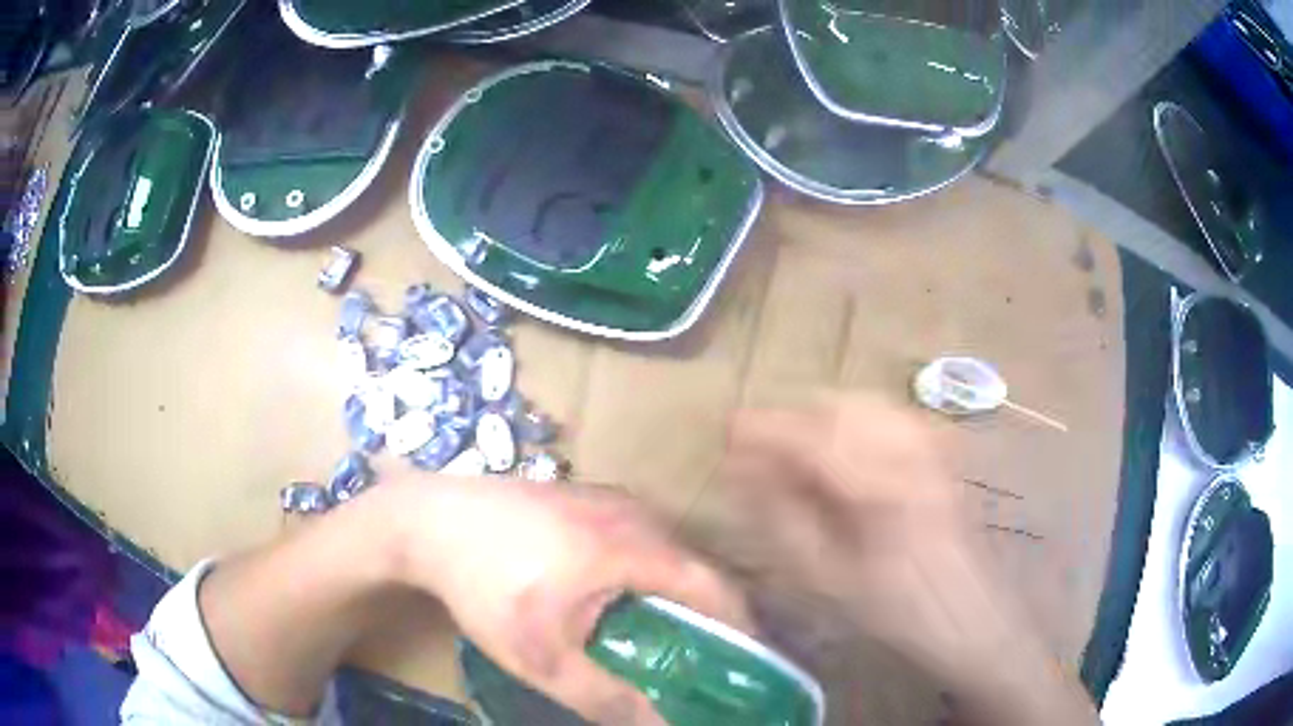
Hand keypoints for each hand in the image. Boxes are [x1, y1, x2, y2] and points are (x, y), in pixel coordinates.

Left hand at [388, 478, 751, 724]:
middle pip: (691, 564)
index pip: (712, 585)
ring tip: (665, 632)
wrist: (426, 520)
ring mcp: (603, 496)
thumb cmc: (483, 586)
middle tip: (704, 655)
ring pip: (661, 547)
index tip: (746, 659)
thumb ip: (603, 696)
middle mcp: (629, 511)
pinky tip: (616, 596)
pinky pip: (634, 534)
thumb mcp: (540, 655)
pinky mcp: (580, 496)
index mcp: (631, 545)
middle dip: (706, 611)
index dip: (738, 623)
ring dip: (673, 589)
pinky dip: (644, 569)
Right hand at [719, 395, 1095, 723]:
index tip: (727, 429)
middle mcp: (910, 451)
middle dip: (792, 416)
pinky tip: (844, 447)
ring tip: (795, 446)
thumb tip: (742, 473)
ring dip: (823, 415)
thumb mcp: (827, 579)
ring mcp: (932, 445)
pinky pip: (891, 415)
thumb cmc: (895, 610)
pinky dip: (857, 419)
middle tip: (758, 444)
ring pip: (866, 404)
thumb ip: (782, 520)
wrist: (969, 616)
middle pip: (839, 406)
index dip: (764, 428)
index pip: (810, 435)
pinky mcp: (943, 450)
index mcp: (880, 486)